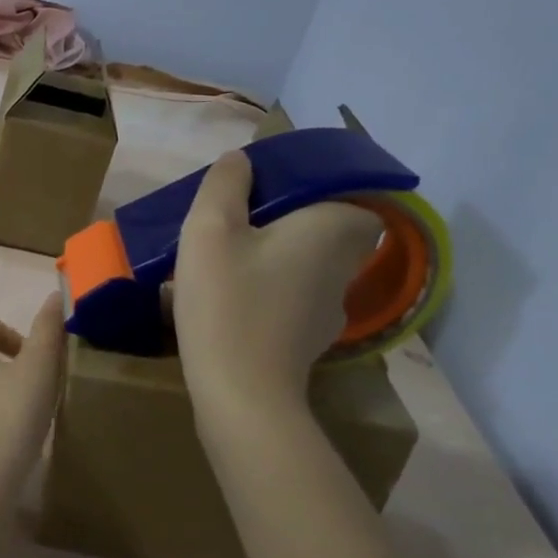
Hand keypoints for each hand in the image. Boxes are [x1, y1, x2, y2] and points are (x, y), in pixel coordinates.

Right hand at [173, 151, 384, 420]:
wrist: (241, 395)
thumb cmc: (228, 302)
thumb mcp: (210, 229)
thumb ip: (225, 185)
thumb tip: (241, 161)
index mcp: (335, 227)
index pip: (347, 186)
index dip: (308, 180)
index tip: (262, 188)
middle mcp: (346, 264)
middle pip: (325, 223)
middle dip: (286, 216)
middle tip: (237, 219)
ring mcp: (333, 306)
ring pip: (309, 260)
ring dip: (275, 253)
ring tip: (224, 258)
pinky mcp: (312, 337)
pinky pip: (294, 293)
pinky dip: (269, 287)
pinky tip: (230, 298)